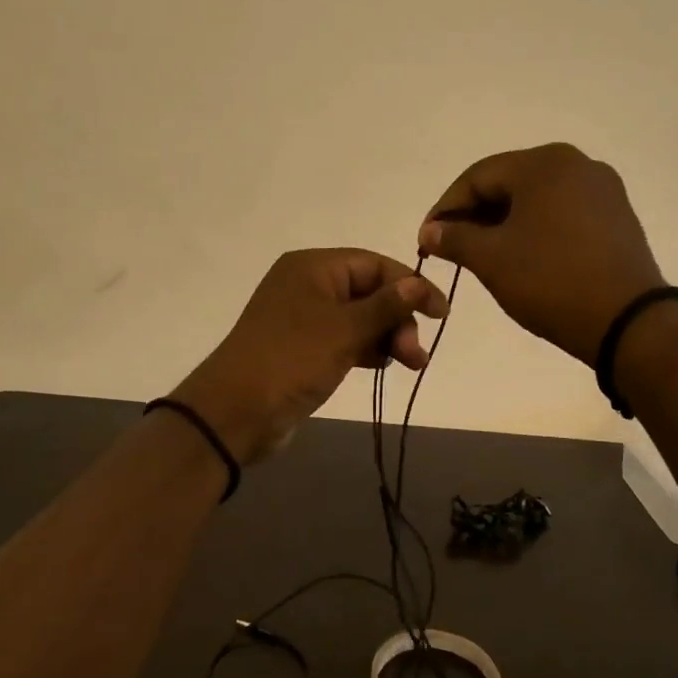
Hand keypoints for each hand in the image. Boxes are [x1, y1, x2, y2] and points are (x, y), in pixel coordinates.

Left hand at [171, 249, 449, 465]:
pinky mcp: (304, 349)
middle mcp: (308, 286)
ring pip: (360, 319)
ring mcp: (305, 319)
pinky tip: (385, 365)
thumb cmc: (292, 360)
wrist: (235, 413)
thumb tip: (418, 282)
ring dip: (388, 337)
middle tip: (415, 354)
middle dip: (398, 319)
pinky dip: (368, 349)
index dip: (411, 285)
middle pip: (369, 291)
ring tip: (411, 364)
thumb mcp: (344, 330)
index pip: (374, 264)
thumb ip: (386, 306)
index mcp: (313, 267)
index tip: (441, 314)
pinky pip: (346, 340)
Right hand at [419, 143, 663, 365]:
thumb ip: (455, 238)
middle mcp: (577, 164)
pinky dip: (536, 230)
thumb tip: (430, 230)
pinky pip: (564, 213)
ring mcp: (603, 189)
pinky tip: (525, 257)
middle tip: (453, 249)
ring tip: (484, 256)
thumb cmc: (551, 281)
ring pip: (537, 199)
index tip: (426, 239)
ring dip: (505, 224)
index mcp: (544, 163)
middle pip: (509, 183)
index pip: (477, 177)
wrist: (628, 322)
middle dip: (476, 215)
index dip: (446, 207)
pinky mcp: (618, 217)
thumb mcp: (492, 259)